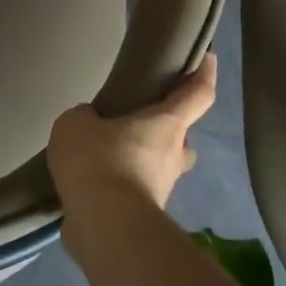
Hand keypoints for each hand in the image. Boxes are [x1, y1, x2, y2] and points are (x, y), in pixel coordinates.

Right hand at [47, 55, 217, 256]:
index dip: (204, 74)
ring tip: (102, 155)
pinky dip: (118, 188)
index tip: (208, 58)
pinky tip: (90, 184)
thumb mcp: (77, 123)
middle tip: (136, 123)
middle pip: (181, 138)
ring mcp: (161, 191)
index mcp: (167, 125)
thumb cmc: (99, 161)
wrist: (103, 226)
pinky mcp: (143, 219)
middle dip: (166, 131)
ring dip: (139, 162)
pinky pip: (133, 193)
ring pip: (158, 168)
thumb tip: (91, 126)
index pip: (197, 94)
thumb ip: (86, 118)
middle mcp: (172, 156)